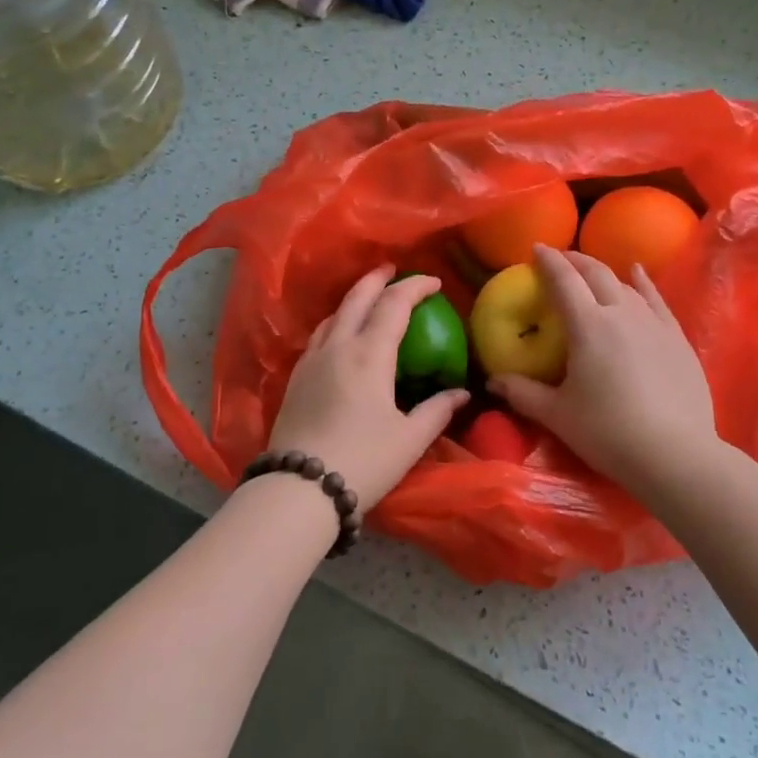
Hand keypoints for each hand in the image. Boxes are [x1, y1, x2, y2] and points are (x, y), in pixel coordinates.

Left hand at [268, 265, 470, 509]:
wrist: (300, 487)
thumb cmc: (363, 460)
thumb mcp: (410, 438)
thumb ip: (437, 410)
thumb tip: (462, 393)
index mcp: (369, 353)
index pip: (394, 304)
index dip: (415, 287)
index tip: (434, 282)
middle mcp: (338, 346)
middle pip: (357, 297)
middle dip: (378, 279)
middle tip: (393, 271)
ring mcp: (312, 360)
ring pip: (333, 315)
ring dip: (354, 299)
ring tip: (368, 300)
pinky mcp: (296, 377)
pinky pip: (319, 335)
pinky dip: (336, 323)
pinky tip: (340, 336)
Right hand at [487, 245, 718, 495]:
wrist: (675, 454)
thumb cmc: (607, 431)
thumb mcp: (557, 414)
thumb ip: (522, 393)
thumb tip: (492, 382)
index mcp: (587, 325)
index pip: (564, 280)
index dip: (549, 261)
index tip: (536, 248)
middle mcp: (621, 313)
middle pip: (596, 274)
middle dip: (575, 261)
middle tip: (560, 259)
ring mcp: (653, 323)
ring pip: (625, 285)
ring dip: (604, 273)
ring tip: (591, 270)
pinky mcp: (677, 338)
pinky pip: (657, 299)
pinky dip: (643, 282)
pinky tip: (638, 274)